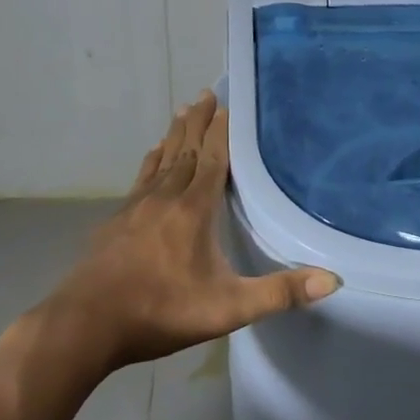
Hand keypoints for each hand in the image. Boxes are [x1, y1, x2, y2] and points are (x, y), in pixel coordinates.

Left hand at [29, 92, 338, 373]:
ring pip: (161, 162)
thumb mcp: (228, 308)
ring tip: (181, 112)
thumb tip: (333, 279)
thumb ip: (279, 293)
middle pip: (185, 151)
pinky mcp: (116, 223)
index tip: (225, 105)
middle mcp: (165, 199)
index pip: (213, 161)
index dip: (221, 133)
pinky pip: (140, 180)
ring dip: (174, 136)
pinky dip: (150, 163)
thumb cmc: (161, 311)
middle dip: (197, 123)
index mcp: (193, 210)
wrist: (85, 325)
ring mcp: (136, 209)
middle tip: (204, 94)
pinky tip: (150, 158)